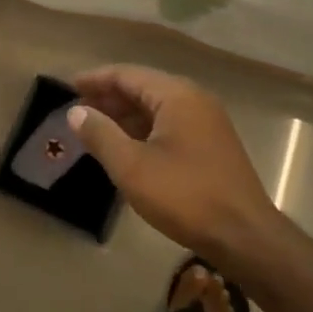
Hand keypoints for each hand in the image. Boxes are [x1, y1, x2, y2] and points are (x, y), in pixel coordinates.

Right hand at [70, 66, 278, 263]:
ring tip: (94, 128)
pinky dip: (143, 130)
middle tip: (77, 109)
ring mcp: (207, 122)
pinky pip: (170, 125)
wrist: (245, 237)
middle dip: (109, 97)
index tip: (67, 86)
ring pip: (157, 108)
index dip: (95, 79)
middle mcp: (194, 100)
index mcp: (177, 95)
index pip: (127, 74)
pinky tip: (126, 147)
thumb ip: (101, 134)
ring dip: (125, 115)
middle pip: (143, 87)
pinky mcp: (211, 145)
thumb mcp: (132, 166)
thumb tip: (76, 111)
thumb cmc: (184, 196)